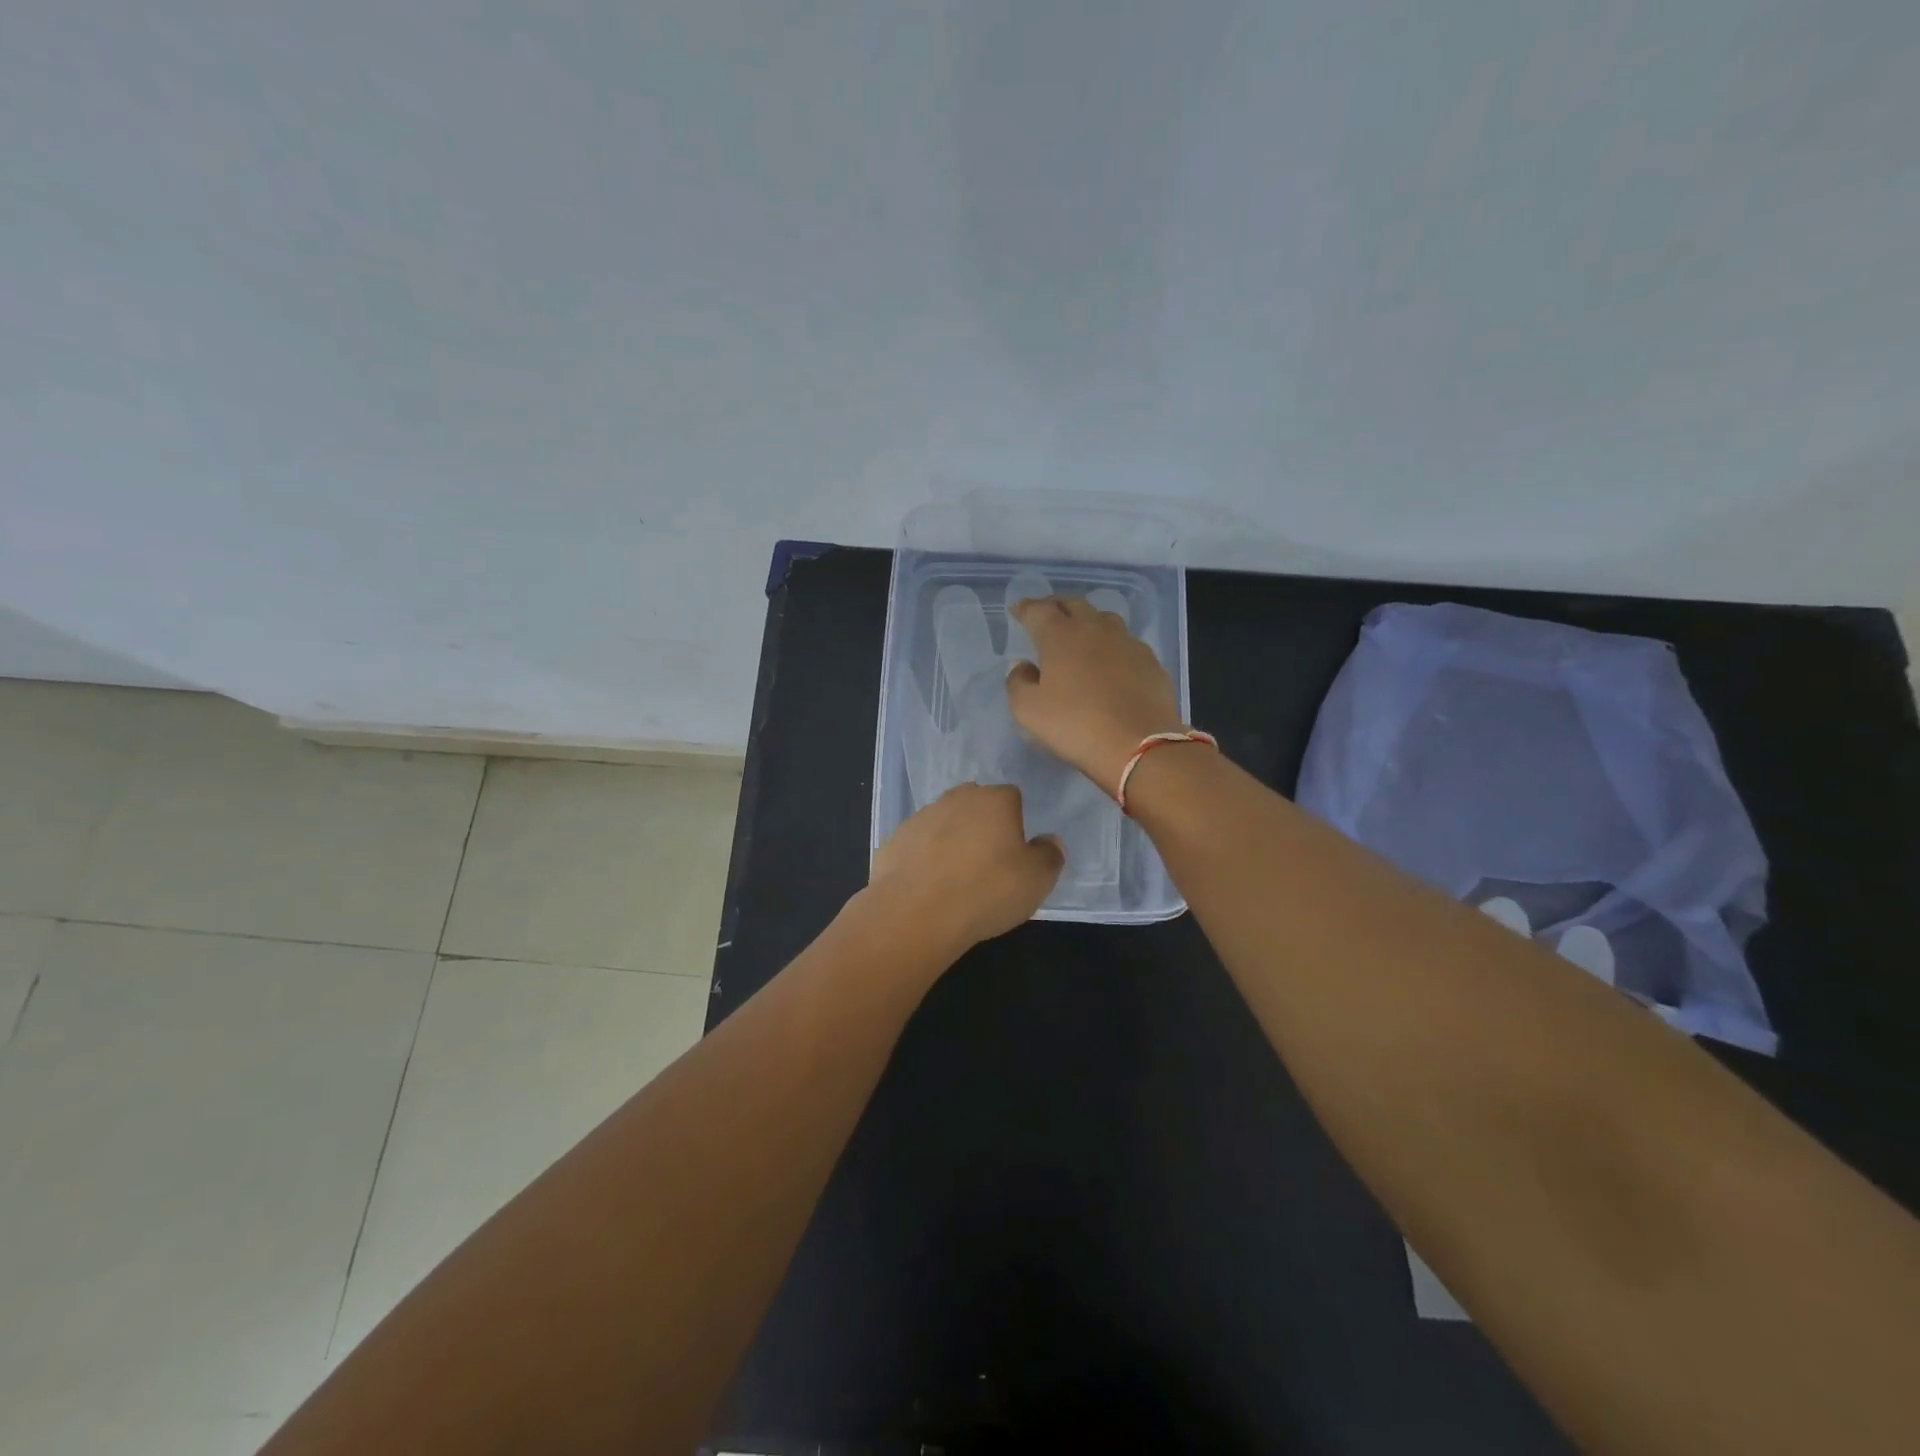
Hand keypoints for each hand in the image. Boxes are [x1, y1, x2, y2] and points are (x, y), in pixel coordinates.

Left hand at [867, 783, 1063, 948]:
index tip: (1015, 852)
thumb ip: (1050, 855)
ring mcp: (921, 816)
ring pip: (944, 822)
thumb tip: (1049, 841)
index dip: (1016, 822)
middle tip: (988, 862)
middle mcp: (957, 798)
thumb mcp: (1037, 880)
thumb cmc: (986, 891)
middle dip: (982, 825)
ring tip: (956, 878)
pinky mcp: (894, 839)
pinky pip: (918, 844)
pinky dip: (925, 858)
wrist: (915, 912)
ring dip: (952, 840)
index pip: (1012, 797)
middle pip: (976, 804)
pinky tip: (929, 886)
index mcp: (995, 800)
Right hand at [1005, 596, 1186, 793]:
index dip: (1025, 608)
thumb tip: (1022, 666)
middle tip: (1047, 618)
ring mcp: (1127, 643)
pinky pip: (1126, 643)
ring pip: (1104, 619)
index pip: (1038, 610)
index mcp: (1060, 636)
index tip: (1017, 611)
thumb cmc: (1075, 725)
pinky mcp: (1150, 661)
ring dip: (1087, 622)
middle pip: (1073, 605)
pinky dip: (1112, 646)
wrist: (1139, 745)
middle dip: (1056, 607)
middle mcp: (1095, 629)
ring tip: (1080, 636)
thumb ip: (1018, 682)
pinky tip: (1111, 664)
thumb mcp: (1028, 710)